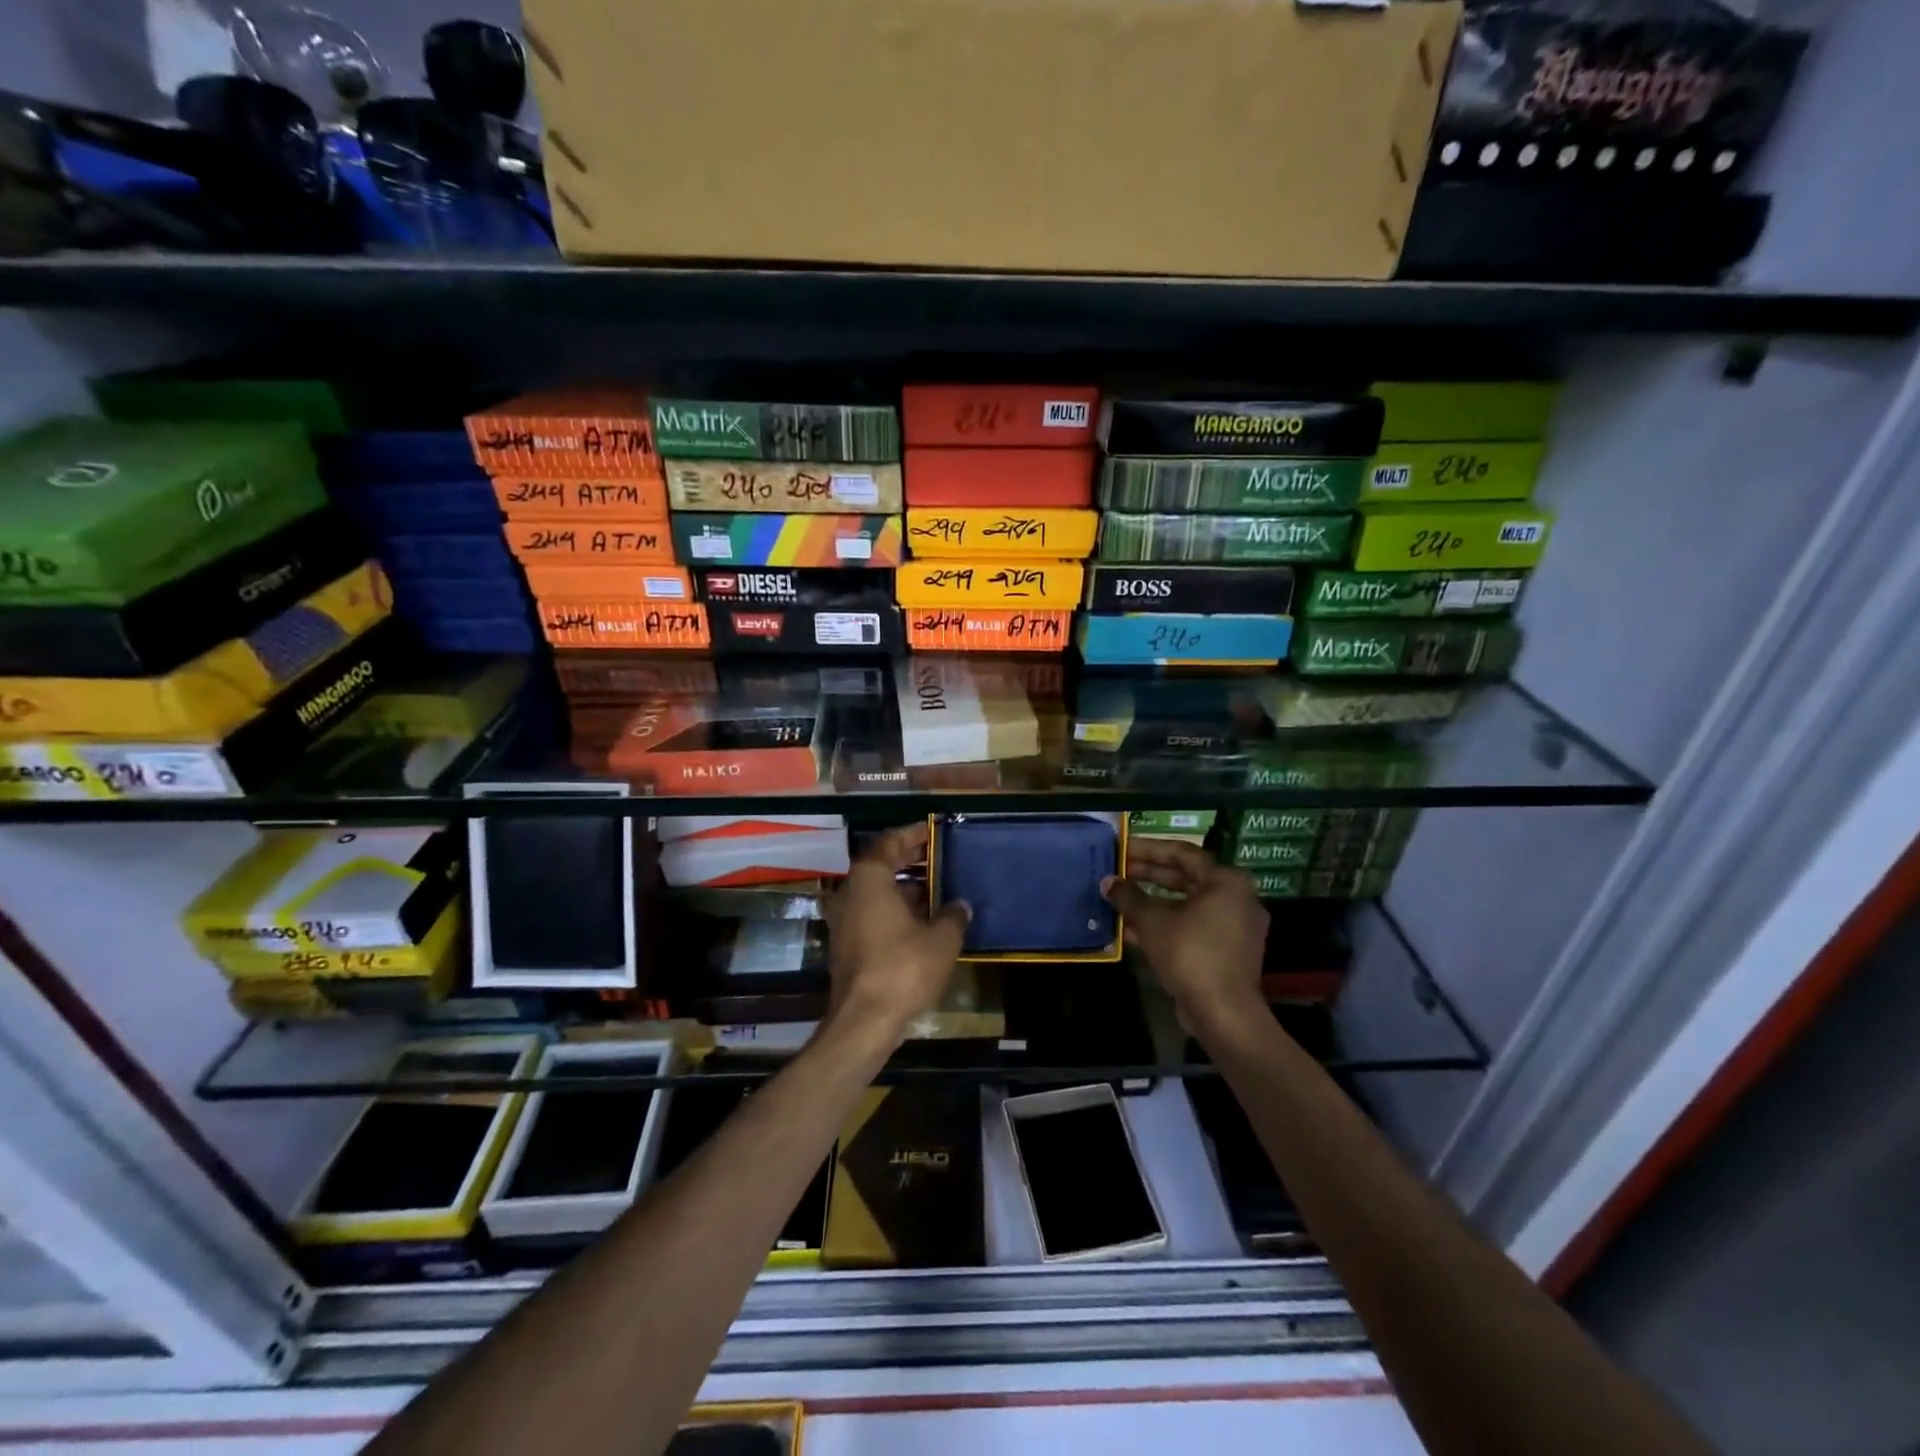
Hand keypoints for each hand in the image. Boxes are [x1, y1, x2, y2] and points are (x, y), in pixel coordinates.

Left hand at [822, 823, 969, 1041]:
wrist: (864, 1021)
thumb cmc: (903, 968)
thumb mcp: (941, 939)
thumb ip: (953, 916)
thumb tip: (960, 905)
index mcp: (869, 879)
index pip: (889, 843)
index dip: (912, 835)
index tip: (933, 831)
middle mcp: (850, 893)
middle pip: (880, 866)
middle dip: (909, 860)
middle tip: (938, 856)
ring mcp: (844, 920)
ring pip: (876, 892)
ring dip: (903, 888)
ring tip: (937, 888)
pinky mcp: (846, 945)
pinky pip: (872, 914)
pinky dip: (895, 910)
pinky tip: (922, 920)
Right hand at [1102, 839, 1267, 1032]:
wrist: (1223, 1012)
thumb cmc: (1190, 953)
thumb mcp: (1152, 921)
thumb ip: (1128, 897)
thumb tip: (1108, 882)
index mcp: (1226, 881)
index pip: (1182, 853)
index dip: (1148, 849)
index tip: (1122, 849)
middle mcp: (1236, 899)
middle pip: (1186, 878)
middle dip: (1148, 876)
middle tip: (1118, 872)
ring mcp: (1234, 927)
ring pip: (1187, 905)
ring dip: (1153, 903)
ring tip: (1120, 899)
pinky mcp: (1227, 952)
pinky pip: (1192, 928)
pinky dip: (1166, 925)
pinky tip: (1132, 930)